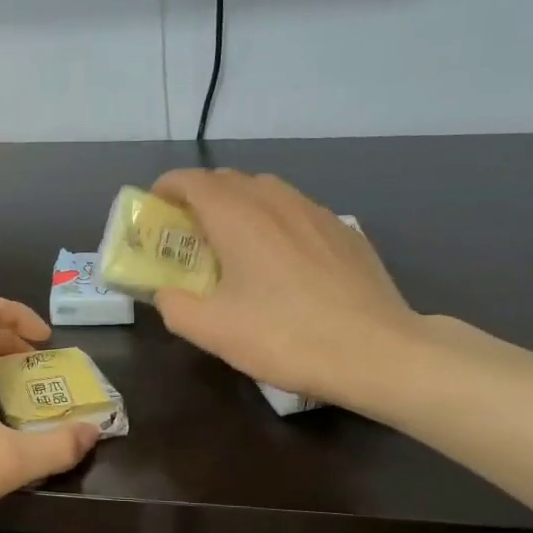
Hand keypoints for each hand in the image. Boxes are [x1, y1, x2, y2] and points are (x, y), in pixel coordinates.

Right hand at [150, 169, 423, 416]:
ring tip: (233, 243)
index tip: (154, 210)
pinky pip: (296, 211)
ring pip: (266, 192)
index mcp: (238, 216)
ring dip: (239, 206)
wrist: (378, 351)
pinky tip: (281, 260)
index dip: (166, 188)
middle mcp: (275, 200)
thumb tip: (165, 293)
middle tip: (188, 234)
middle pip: (228, 180)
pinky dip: (274, 221)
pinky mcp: (344, 231)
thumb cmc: (286, 337)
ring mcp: (316, 212)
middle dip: (200, 198)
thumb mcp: (213, 331)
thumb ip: (174, 306)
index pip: (192, 181)